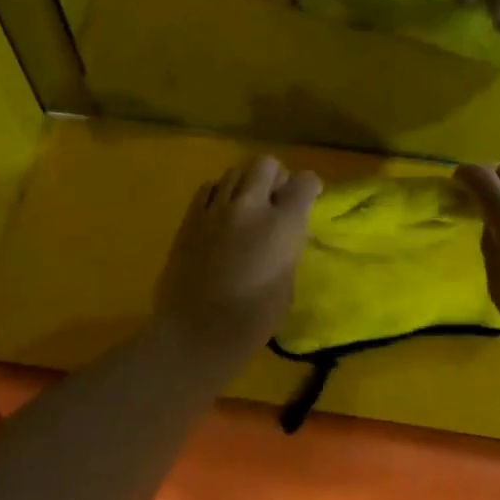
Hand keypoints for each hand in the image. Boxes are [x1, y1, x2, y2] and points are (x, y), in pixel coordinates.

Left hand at [155, 156, 320, 363]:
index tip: (309, 196)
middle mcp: (251, 205)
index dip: (309, 186)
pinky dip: (219, 193)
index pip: (304, 182)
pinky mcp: (190, 217)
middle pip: (266, 163)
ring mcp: (217, 207)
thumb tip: (282, 234)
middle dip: (275, 176)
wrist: (194, 335)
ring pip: (236, 171)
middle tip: (275, 198)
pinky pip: (209, 187)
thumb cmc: (250, 322)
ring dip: (246, 183)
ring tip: (245, 206)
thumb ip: (287, 248)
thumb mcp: (286, 285)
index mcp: (282, 225)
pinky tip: (220, 213)